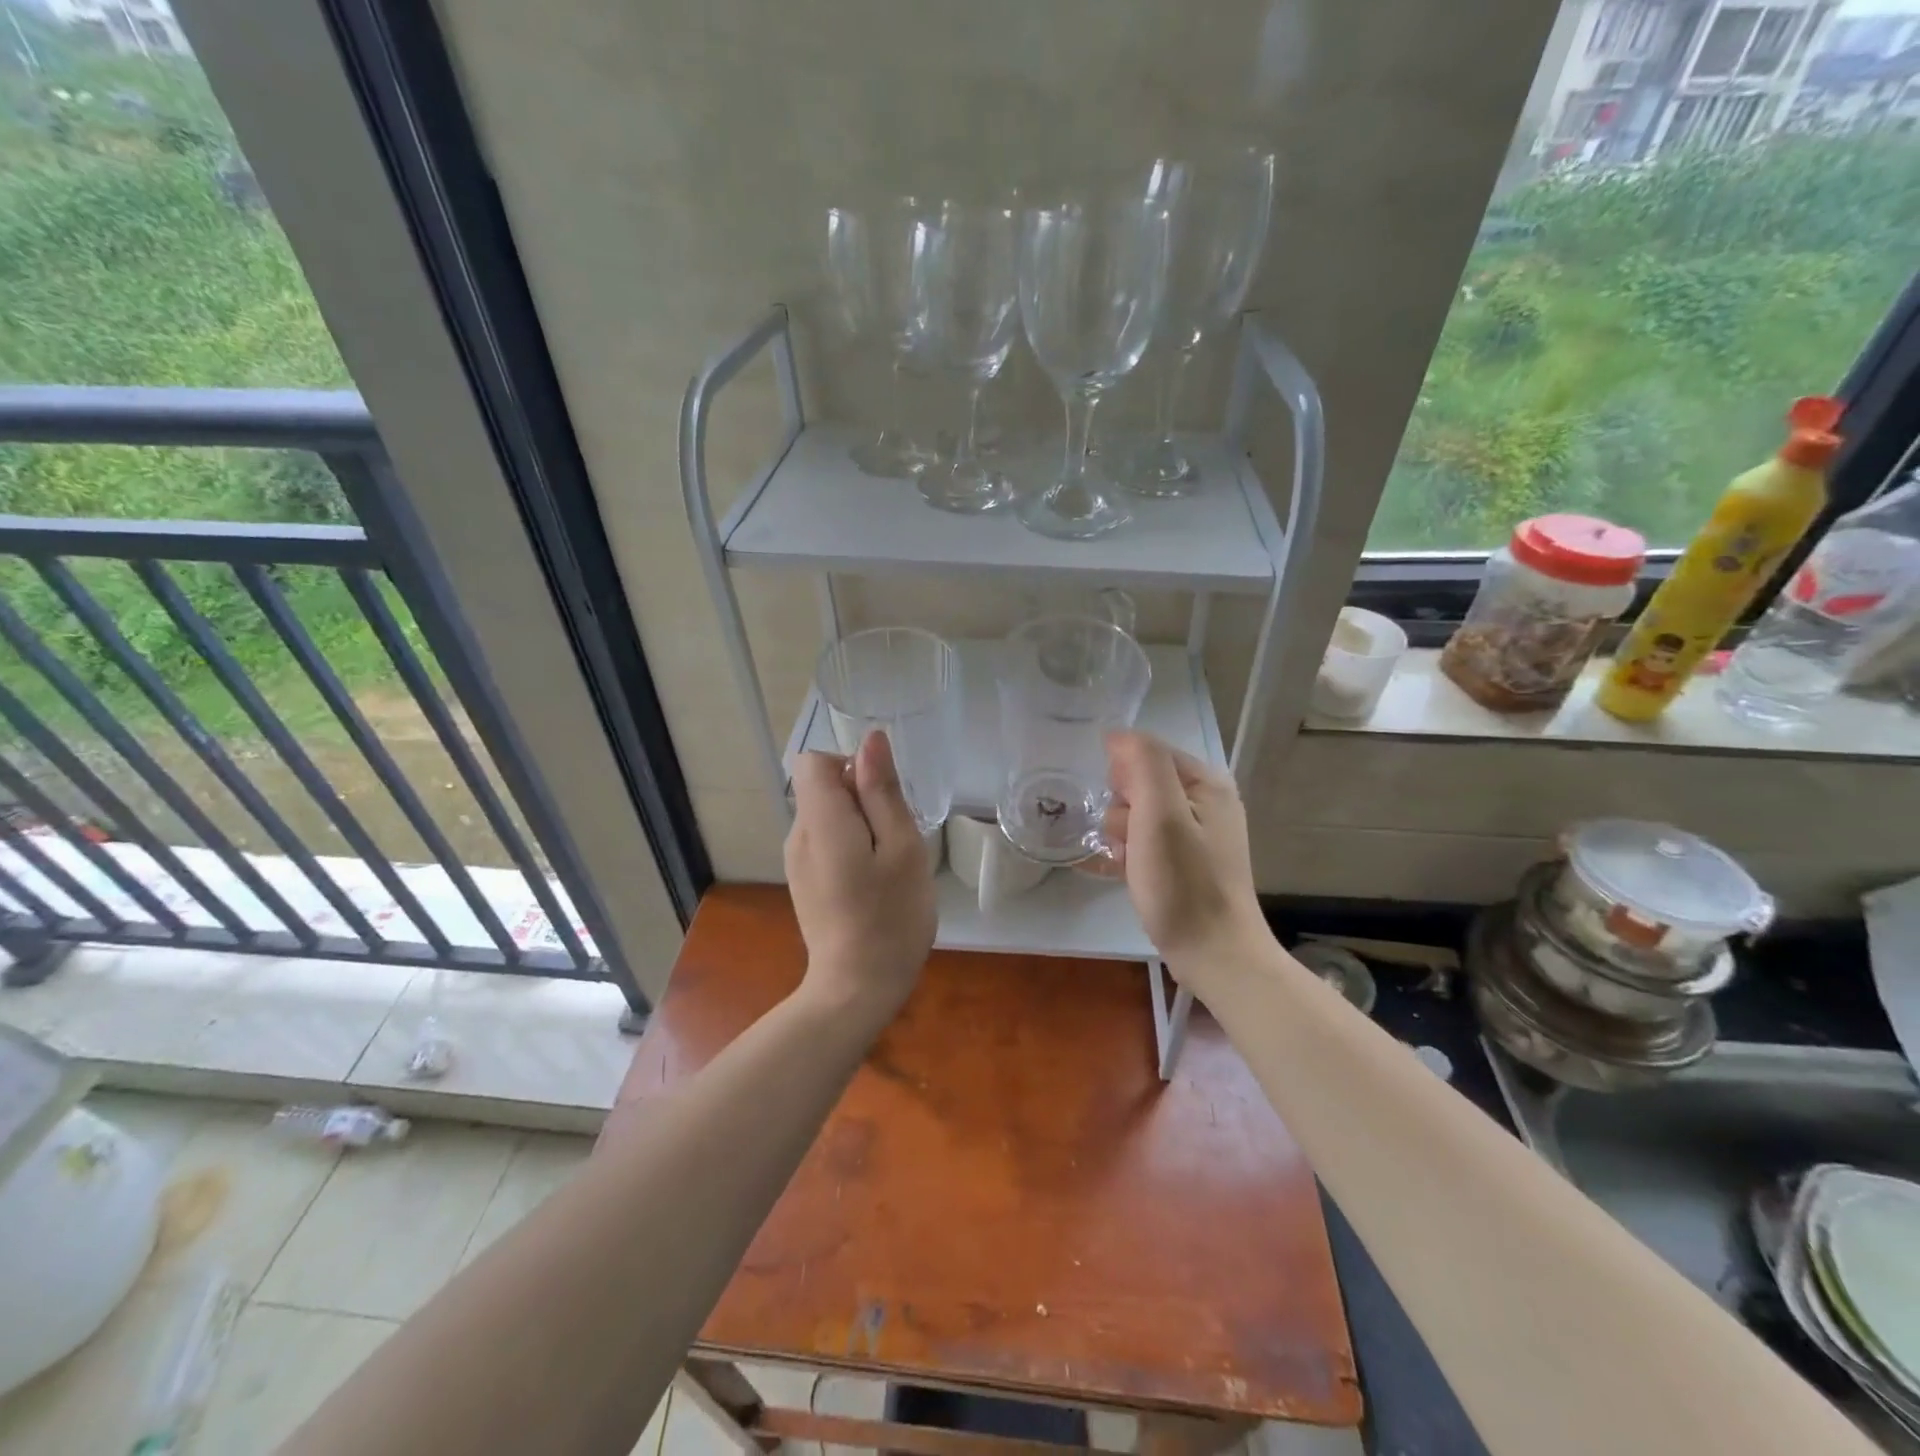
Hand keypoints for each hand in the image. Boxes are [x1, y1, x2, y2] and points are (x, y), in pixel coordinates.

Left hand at [785, 730, 935, 1020]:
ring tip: (887, 865)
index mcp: (821, 821)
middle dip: (862, 798)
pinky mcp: (804, 880)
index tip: (882, 799)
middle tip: (895, 841)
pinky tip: (871, 882)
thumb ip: (882, 791)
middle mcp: (798, 834)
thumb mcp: (901, 847)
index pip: (814, 760)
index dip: (850, 765)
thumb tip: (871, 739)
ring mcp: (797, 860)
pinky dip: (850, 846)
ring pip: (827, 814)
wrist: (857, 987)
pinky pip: (825, 840)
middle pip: (823, 786)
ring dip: (860, 824)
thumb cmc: (891, 916)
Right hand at [1101, 731, 1265, 991]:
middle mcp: (1206, 801)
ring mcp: (1197, 833)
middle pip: (1140, 783)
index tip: (1118, 810)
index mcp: (1206, 782)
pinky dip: (1129, 853)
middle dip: (1122, 809)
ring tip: (1127, 862)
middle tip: (1128, 841)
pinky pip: (1145, 841)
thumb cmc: (1183, 884)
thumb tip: (1117, 735)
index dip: (1122, 777)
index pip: (1146, 752)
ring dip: (1122, 835)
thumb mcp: (1160, 815)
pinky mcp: (1185, 862)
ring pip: (1137, 814)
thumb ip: (1142, 764)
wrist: (1213, 955)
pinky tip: (1120, 872)